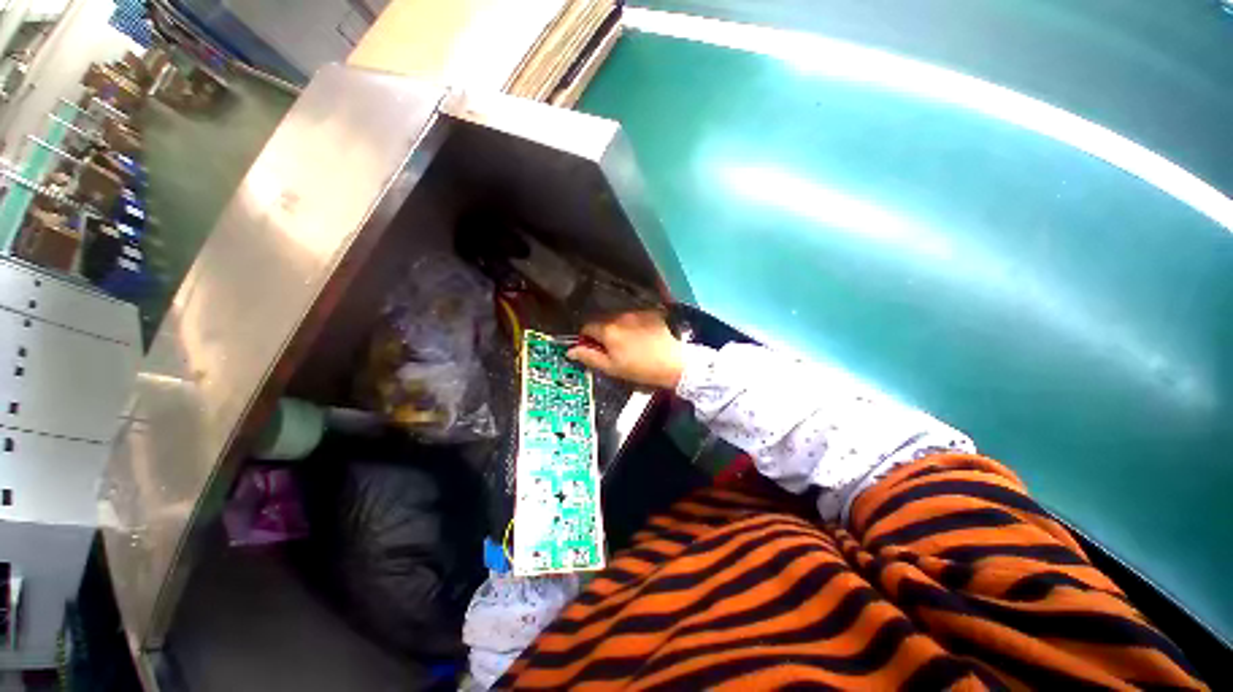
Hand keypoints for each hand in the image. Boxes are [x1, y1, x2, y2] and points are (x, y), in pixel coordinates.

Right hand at [566, 311, 683, 389]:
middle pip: (603, 321)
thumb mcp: (612, 368)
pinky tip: (643, 336)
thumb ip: (589, 357)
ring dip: (619, 328)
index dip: (587, 338)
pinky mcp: (650, 313)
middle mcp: (620, 316)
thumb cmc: (640, 369)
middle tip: (613, 349)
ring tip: (631, 343)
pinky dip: (634, 324)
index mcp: (608, 330)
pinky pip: (635, 317)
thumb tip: (571, 351)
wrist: (673, 363)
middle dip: (604, 333)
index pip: (587, 327)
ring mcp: (637, 313)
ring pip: (619, 318)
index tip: (593, 349)